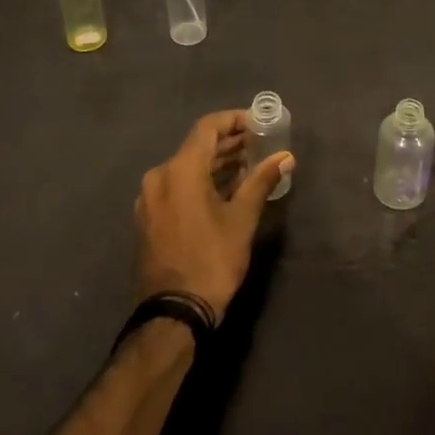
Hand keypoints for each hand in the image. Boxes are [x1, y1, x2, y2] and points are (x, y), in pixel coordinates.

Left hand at [133, 110, 293, 319]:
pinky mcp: (149, 217)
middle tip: (260, 144)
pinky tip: (225, 190)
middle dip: (229, 143)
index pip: (208, 127)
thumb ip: (262, 181)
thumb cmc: (211, 260)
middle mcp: (159, 176)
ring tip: (249, 165)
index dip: (234, 120)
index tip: (259, 123)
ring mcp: (150, 198)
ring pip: (186, 167)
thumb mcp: (242, 219)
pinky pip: (177, 186)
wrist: (172, 314)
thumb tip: (286, 156)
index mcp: (180, 170)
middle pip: (197, 146)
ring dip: (216, 163)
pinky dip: (201, 181)